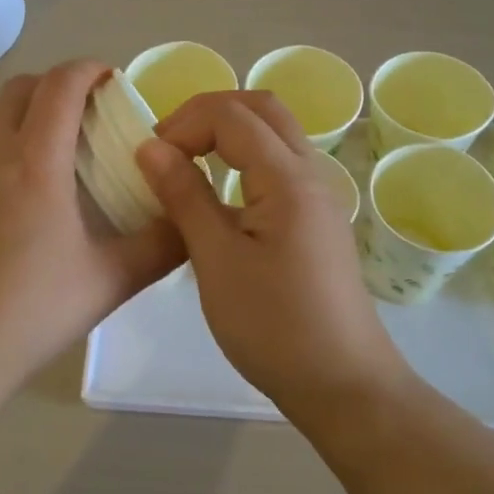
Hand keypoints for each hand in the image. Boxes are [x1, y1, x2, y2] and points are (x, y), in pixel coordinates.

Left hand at [0, 59, 185, 390]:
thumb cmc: (35, 310)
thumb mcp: (114, 278)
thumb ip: (163, 243)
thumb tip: (191, 216)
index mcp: (35, 161)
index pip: (61, 84)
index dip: (88, 69)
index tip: (108, 79)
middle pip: (18, 89)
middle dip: (53, 88)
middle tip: (79, 118)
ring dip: (15, 120)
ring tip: (37, 158)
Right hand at [135, 93, 408, 414]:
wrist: (343, 384)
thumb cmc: (274, 325)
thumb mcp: (216, 260)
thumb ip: (185, 196)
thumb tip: (151, 146)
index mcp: (287, 178)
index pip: (232, 115)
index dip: (184, 122)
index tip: (150, 158)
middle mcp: (311, 174)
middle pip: (261, 109)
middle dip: (208, 113)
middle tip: (168, 146)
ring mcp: (319, 197)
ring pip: (275, 135)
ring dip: (228, 134)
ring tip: (186, 165)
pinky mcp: (317, 220)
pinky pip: (280, 166)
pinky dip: (244, 160)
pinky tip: (219, 198)